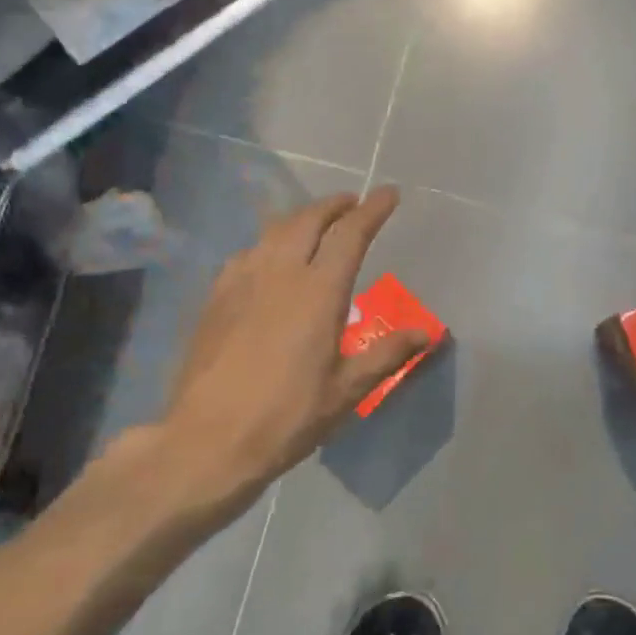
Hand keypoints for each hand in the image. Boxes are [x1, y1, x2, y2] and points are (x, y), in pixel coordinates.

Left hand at [124, 189, 428, 518]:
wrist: (207, 440)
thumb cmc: (287, 417)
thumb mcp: (347, 390)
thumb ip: (387, 354)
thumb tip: (428, 333)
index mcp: (318, 292)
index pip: (350, 234)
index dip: (373, 210)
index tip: (389, 194)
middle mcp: (279, 273)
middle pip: (309, 219)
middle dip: (335, 204)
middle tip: (353, 204)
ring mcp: (241, 281)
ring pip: (274, 230)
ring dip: (301, 218)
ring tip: (317, 224)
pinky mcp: (216, 298)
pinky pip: (248, 252)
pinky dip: (269, 242)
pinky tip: (270, 259)